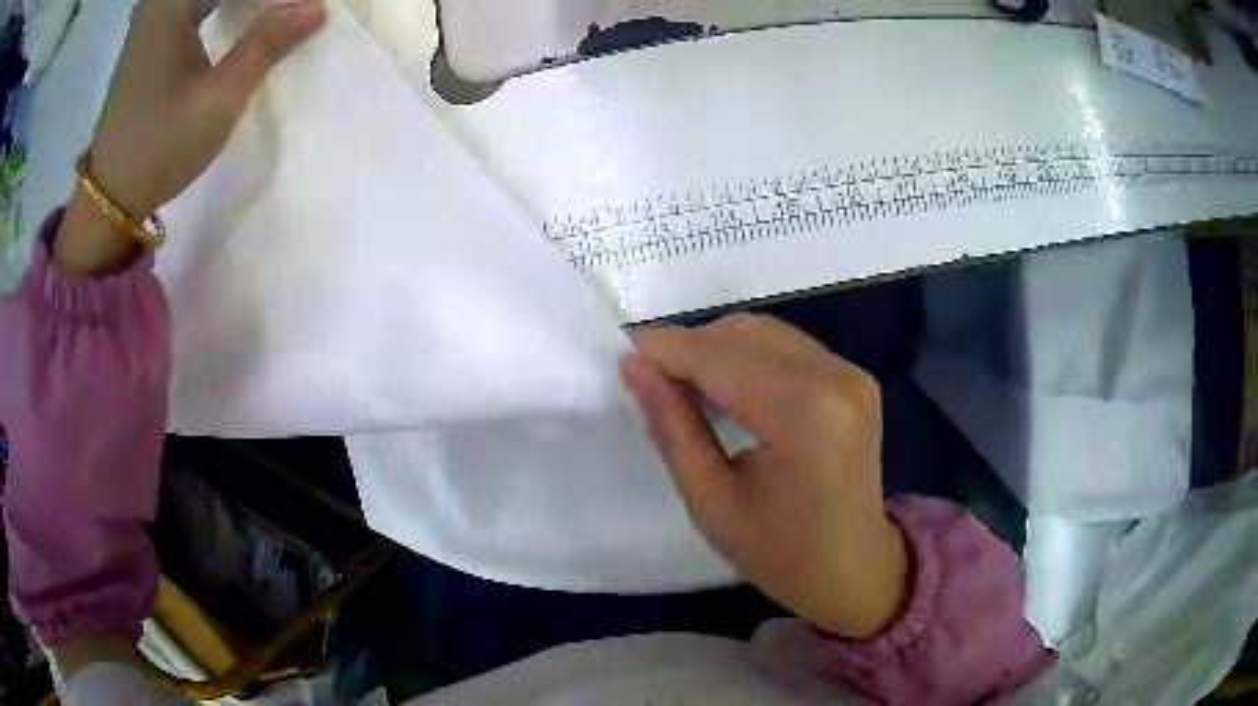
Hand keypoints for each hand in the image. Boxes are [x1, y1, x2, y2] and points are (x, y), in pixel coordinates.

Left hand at [53, 0, 326, 276]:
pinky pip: (194, 0)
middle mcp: (158, 0)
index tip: (298, 8)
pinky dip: (221, 3)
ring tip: (270, 13)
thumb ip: (266, 44)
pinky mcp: (150, 33)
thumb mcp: (218, 99)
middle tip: (288, 11)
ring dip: (240, 1)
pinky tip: (241, 14)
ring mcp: (152, 14)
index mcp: (170, 4)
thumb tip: (316, 8)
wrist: (108, 196)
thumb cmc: (158, 147)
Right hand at [622, 313, 908, 638]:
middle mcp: (835, 377)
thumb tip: (634, 368)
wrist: (856, 570)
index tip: (623, 354)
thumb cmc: (781, 554)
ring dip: (717, 350)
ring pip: (764, 332)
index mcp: (804, 414)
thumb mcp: (712, 503)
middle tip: (653, 383)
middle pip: (743, 333)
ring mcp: (851, 373)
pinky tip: (729, 391)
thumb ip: (672, 428)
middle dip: (689, 348)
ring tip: (687, 391)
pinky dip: (748, 357)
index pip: (720, 356)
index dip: (666, 349)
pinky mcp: (854, 378)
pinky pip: (787, 347)